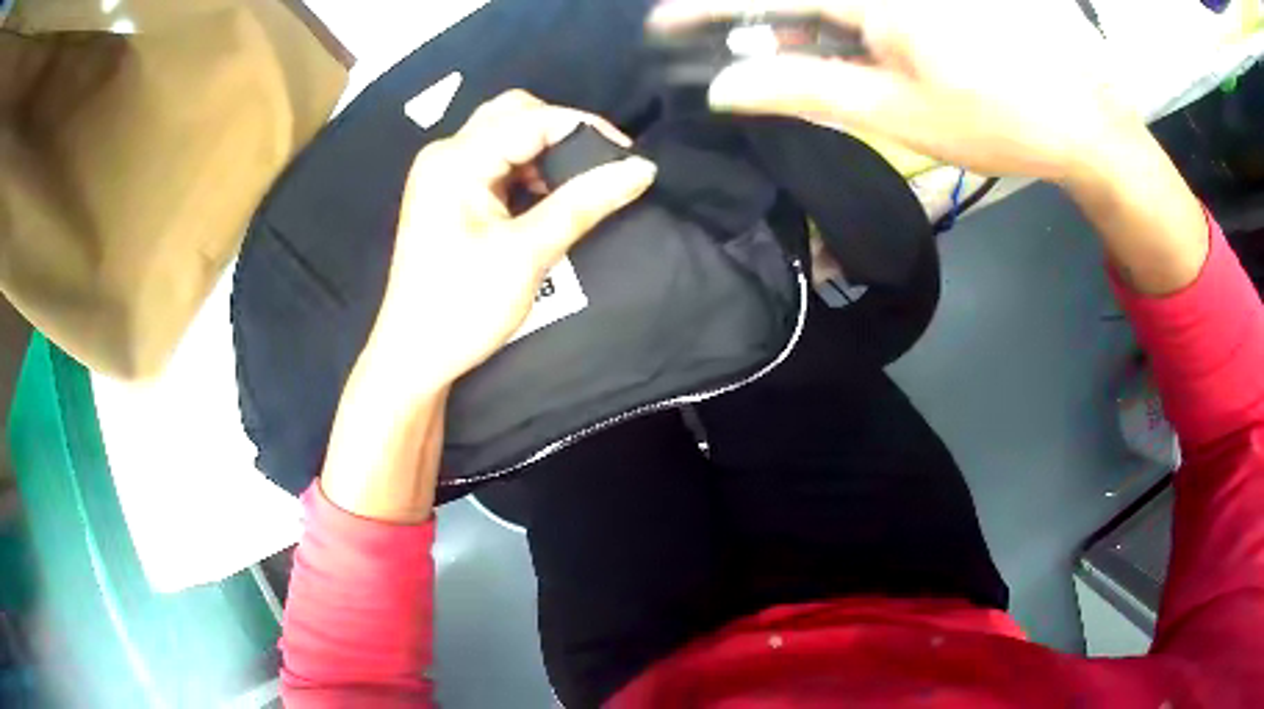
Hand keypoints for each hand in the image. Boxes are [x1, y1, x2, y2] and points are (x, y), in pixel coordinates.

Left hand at [367, 90, 656, 393]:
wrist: (415, 357)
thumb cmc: (463, 307)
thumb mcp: (527, 254)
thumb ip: (584, 203)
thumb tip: (640, 168)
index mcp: (456, 160)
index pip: (532, 119)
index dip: (585, 128)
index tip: (629, 157)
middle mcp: (446, 155)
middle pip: (514, 114)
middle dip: (562, 132)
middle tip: (599, 166)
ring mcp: (443, 174)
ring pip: (506, 135)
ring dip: (546, 151)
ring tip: (579, 184)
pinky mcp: (448, 194)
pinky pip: (496, 162)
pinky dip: (527, 170)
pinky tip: (547, 196)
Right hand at [650, 0, 1138, 183]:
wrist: (1082, 121)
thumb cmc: (997, 122)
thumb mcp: (896, 112)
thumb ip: (806, 88)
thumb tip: (724, 86)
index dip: (708, 9)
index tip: (663, 24)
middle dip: (753, 18)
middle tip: (718, 44)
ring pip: (834, 4)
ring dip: (795, 22)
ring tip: (771, 51)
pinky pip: (864, 8)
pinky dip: (835, 23)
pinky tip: (825, 41)